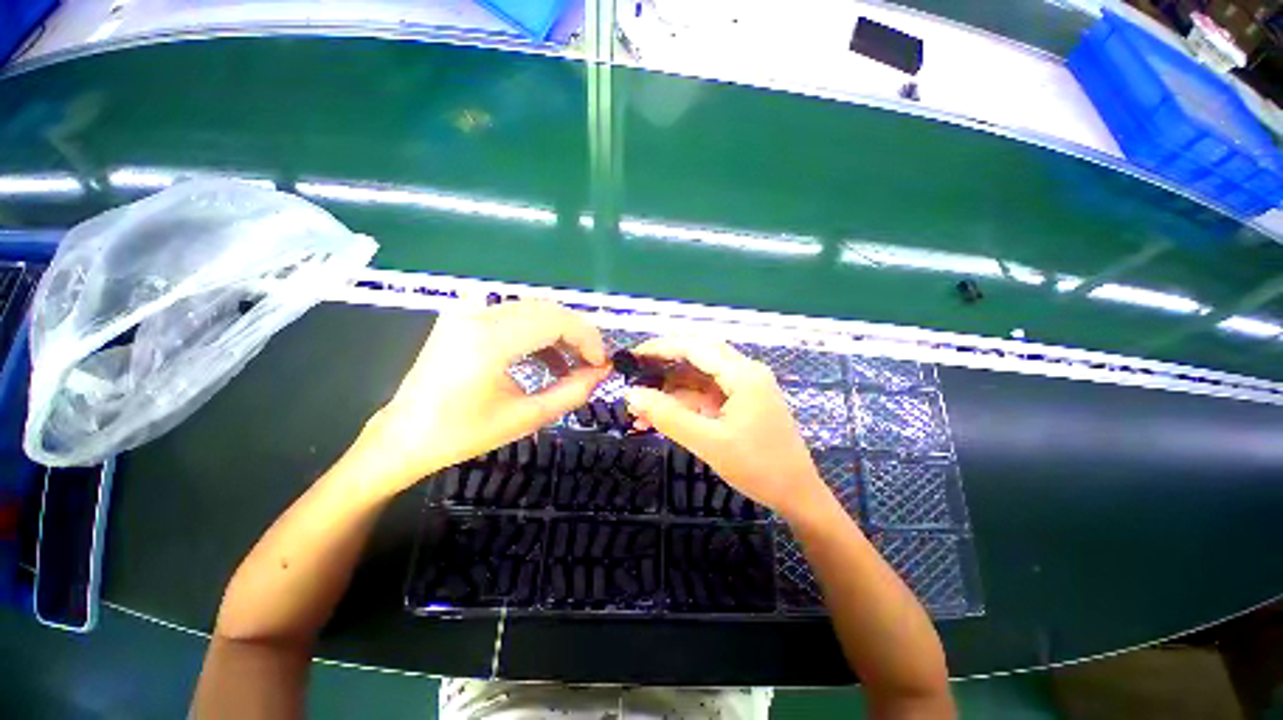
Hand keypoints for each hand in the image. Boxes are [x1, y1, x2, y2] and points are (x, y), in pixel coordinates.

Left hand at [351, 300, 608, 496]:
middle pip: (547, 310)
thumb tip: (601, 373)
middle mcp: (477, 315)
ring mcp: (468, 312)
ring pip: (534, 310)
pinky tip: (548, 360)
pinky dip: (539, 334)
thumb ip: (571, 393)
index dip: (587, 339)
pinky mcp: (465, 317)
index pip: (555, 321)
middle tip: (592, 364)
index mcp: (488, 341)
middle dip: (578, 335)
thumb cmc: (462, 434)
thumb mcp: (526, 417)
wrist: (405, 435)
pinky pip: (515, 316)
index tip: (600, 363)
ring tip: (573, 366)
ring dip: (560, 334)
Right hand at [624, 337, 827, 520]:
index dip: (661, 347)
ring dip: (672, 389)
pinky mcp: (743, 401)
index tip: (633, 357)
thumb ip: (668, 416)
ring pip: (700, 377)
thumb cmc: (758, 468)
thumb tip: (632, 394)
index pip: (695, 347)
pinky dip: (685, 402)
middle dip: (664, 365)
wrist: (797, 495)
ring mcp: (745, 386)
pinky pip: (708, 394)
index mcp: (743, 374)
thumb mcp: (708, 442)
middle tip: (635, 376)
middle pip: (698, 356)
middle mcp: (746, 371)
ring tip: (641, 406)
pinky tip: (663, 415)